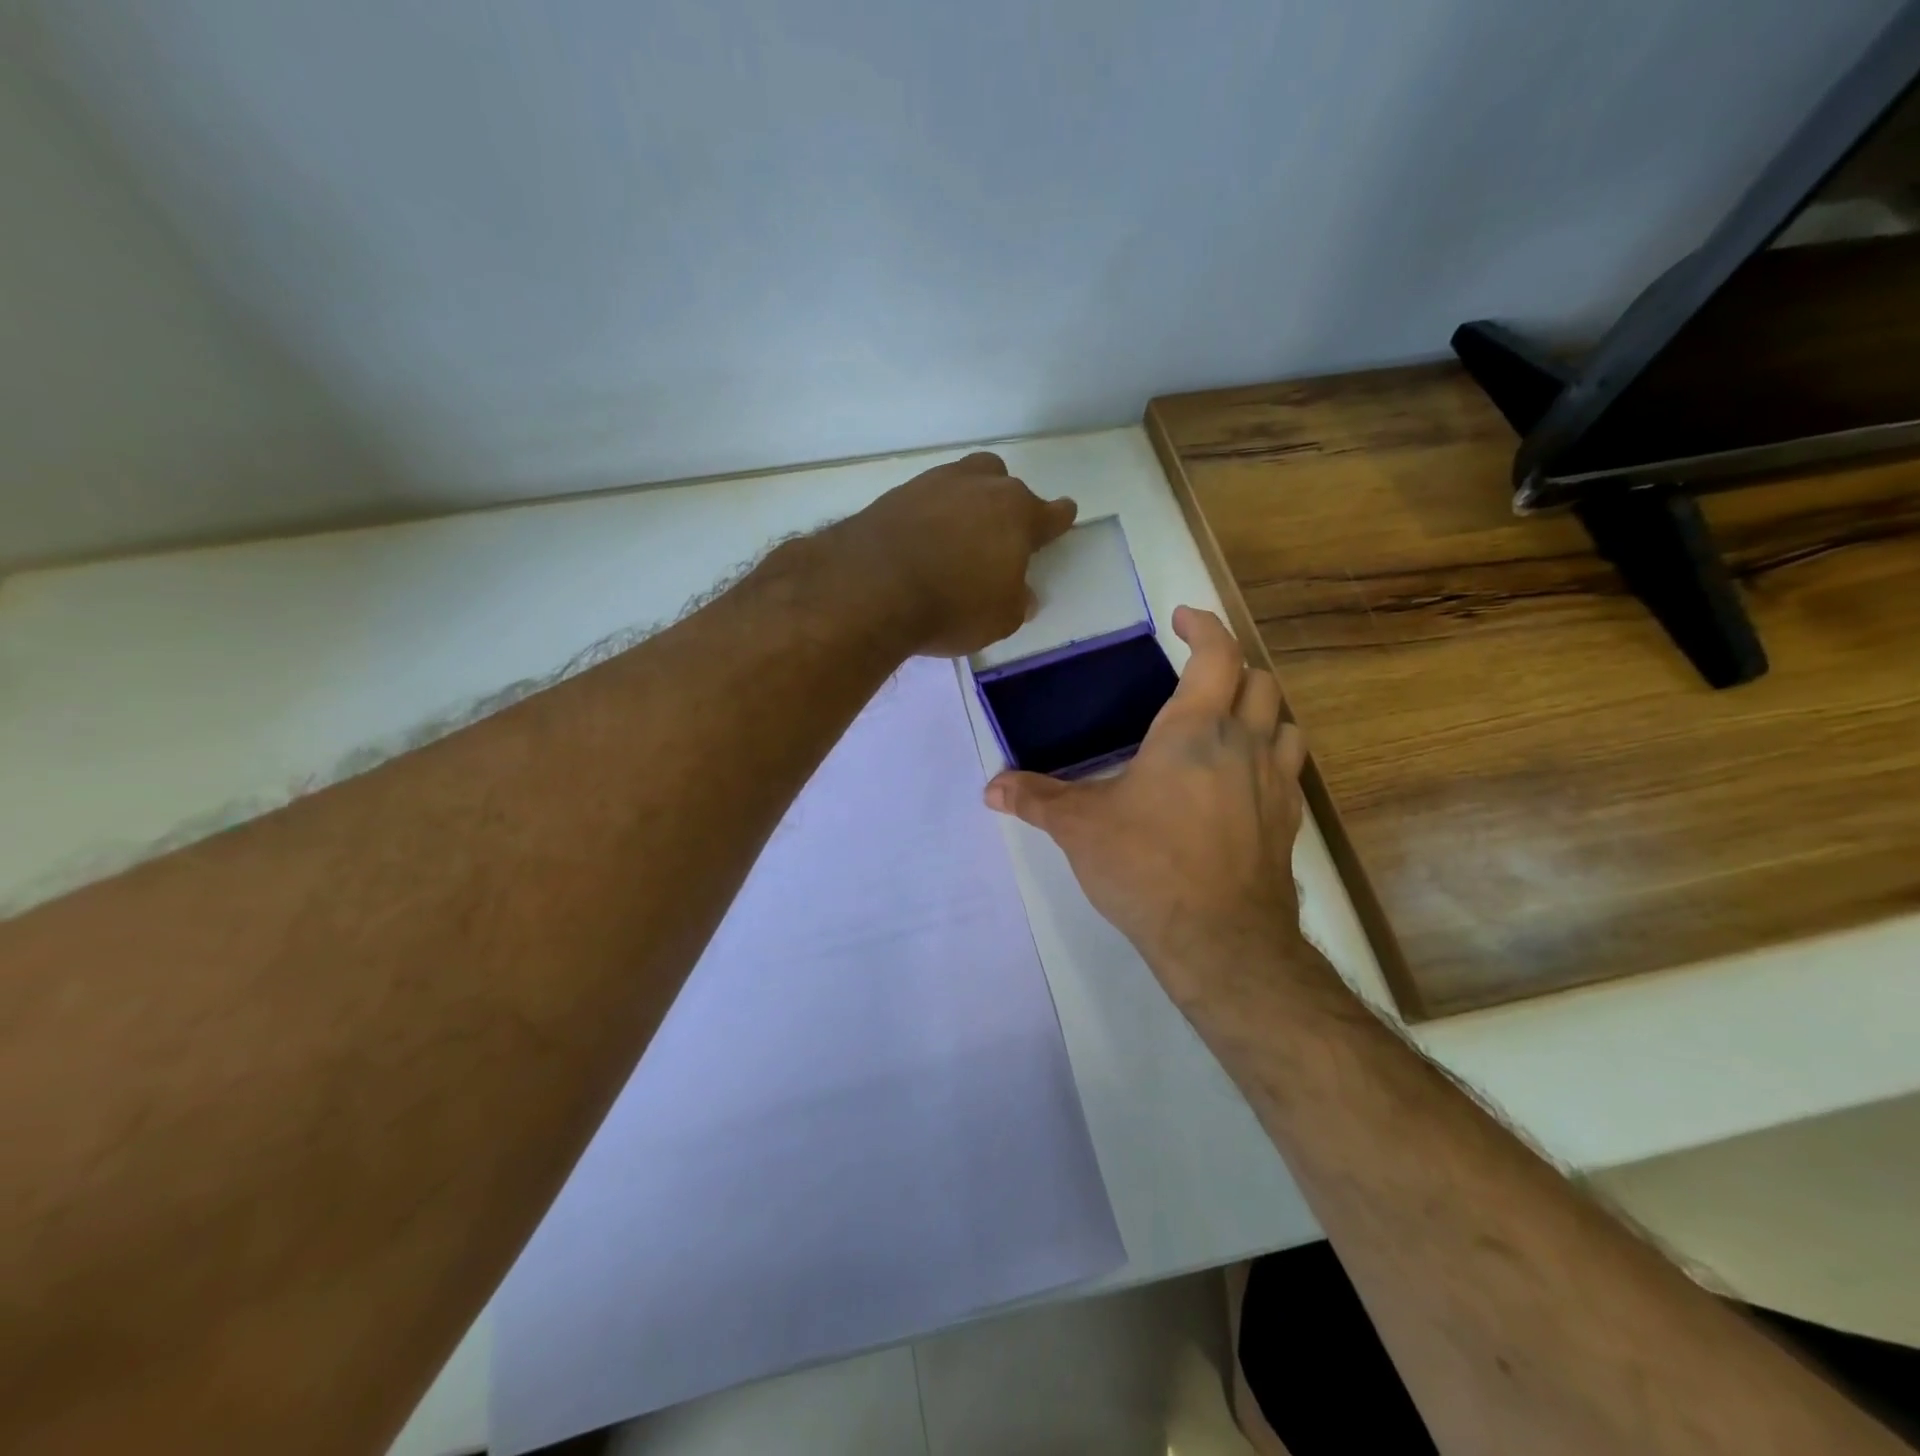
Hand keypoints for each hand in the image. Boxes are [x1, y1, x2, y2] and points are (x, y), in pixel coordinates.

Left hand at [834, 452, 1077, 656]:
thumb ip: (1017, 602)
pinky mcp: (895, 494)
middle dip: (1007, 504)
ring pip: (963, 480)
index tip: (1062, 517)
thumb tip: (1022, 594)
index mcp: (1017, 515)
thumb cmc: (952, 606)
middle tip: (998, 536)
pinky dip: (929, 515)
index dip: (1058, 519)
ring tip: (957, 535)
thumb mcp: (999, 619)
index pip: (1051, 513)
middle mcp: (980, 487)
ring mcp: (934, 484)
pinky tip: (921, 540)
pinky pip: (924, 498)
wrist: (872, 588)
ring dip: (966, 502)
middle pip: (1004, 482)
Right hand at [984, 607, 1310, 1006]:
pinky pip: (1289, 770)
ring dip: (1261, 710)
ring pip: (1285, 722)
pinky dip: (1271, 757)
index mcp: (1194, 730)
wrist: (1220, 938)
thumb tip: (991, 787)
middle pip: (1258, 682)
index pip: (1215, 654)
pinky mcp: (1287, 822)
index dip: (1203, 626)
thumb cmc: (1146, 865)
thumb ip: (1036, 798)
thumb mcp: (1080, 827)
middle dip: (1232, 666)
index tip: (1184, 617)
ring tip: (1230, 721)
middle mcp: (1244, 744)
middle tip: (1200, 674)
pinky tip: (1244, 781)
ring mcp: (1274, 784)